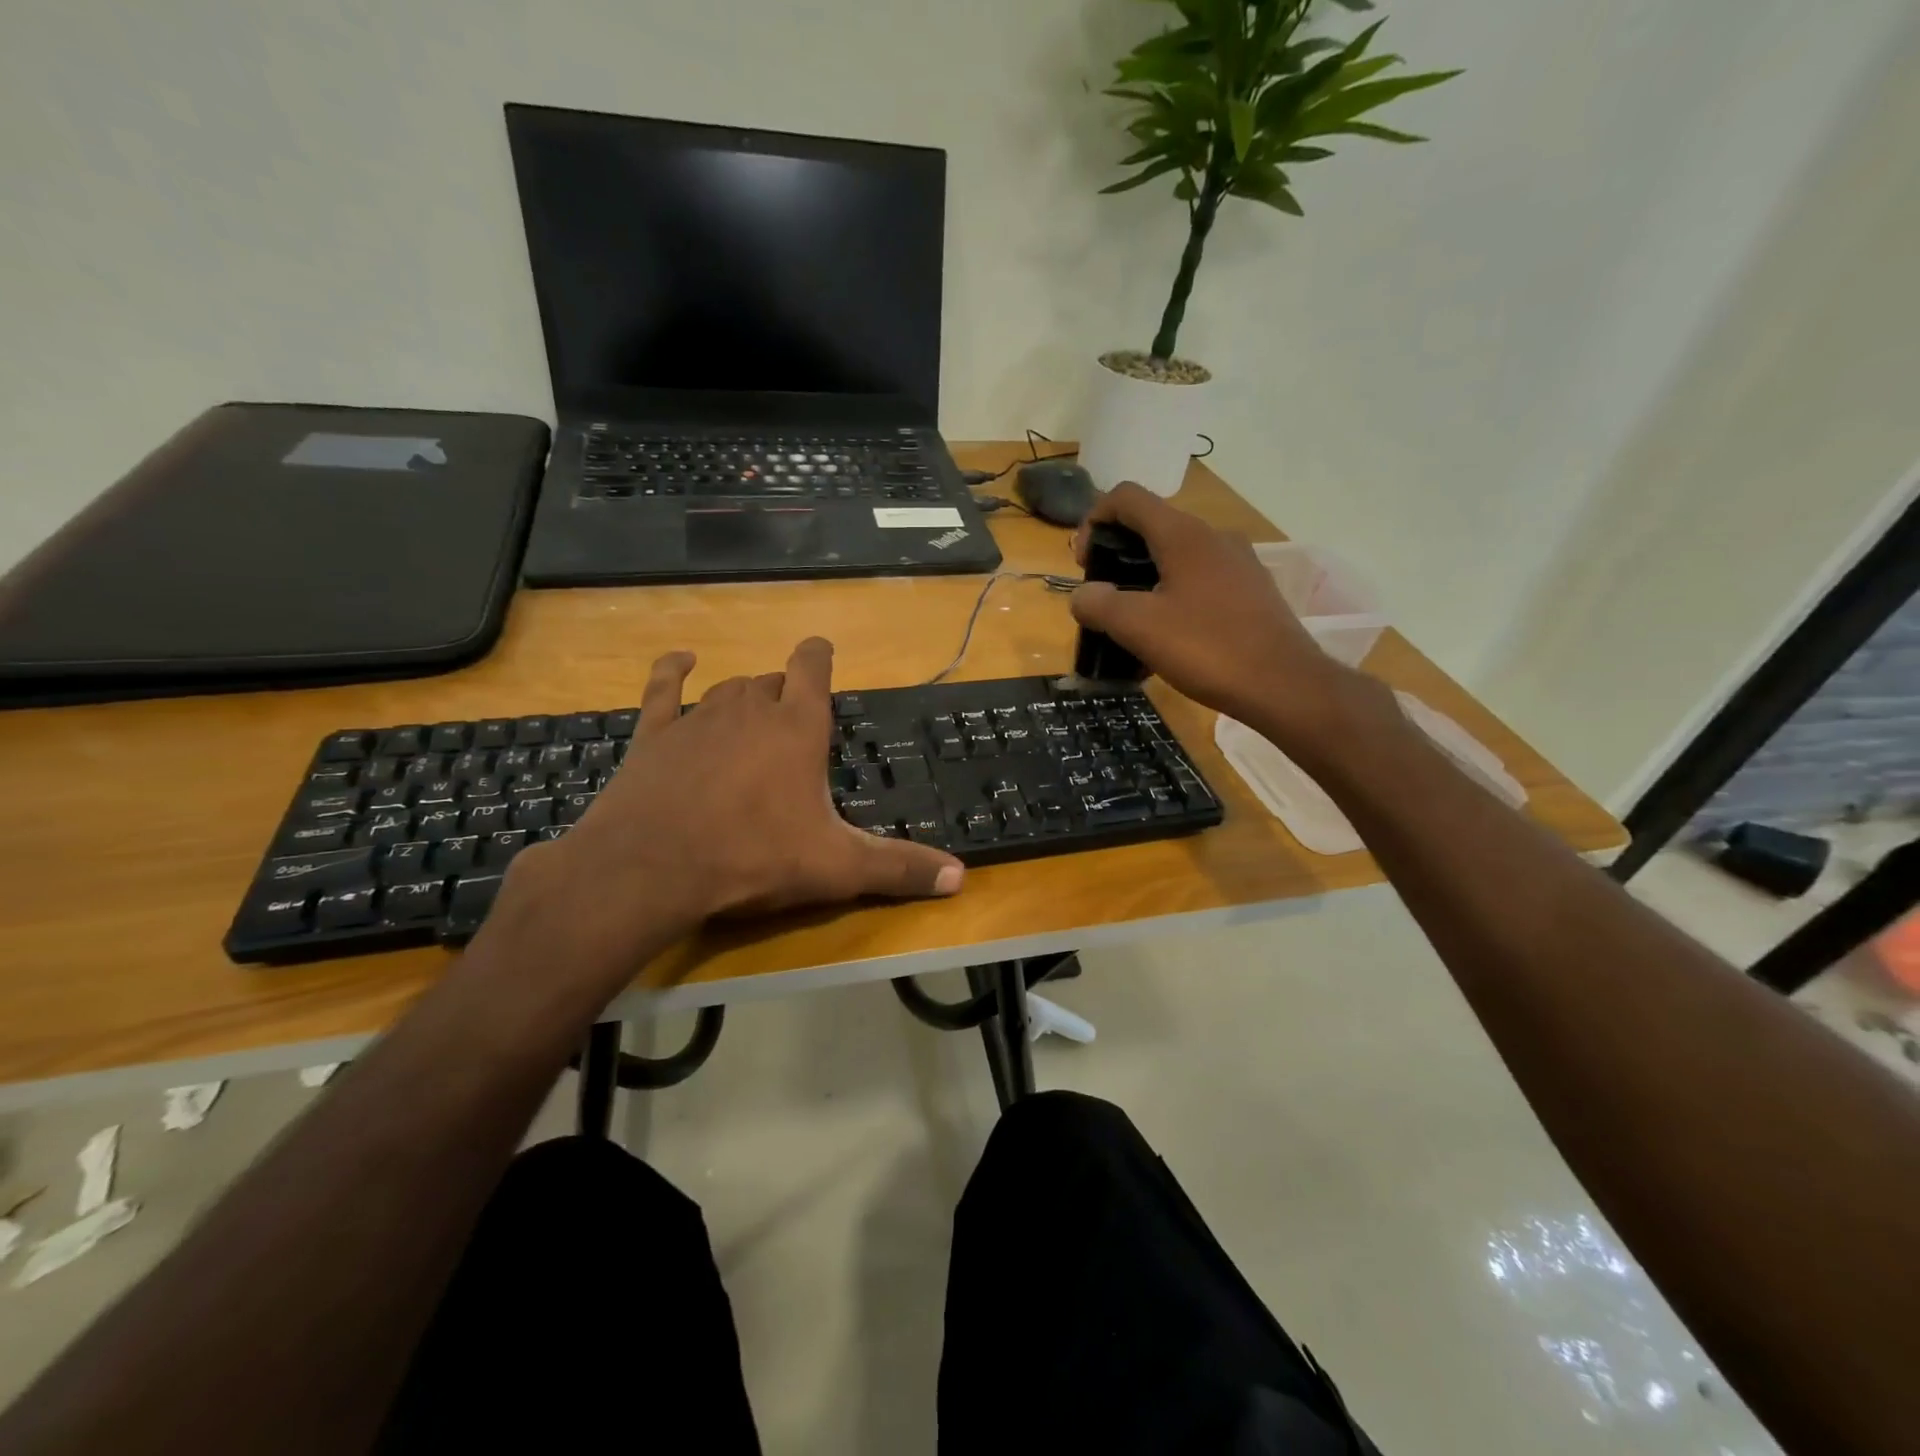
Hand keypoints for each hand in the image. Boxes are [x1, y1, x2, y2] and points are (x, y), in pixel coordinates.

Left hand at [490, 638, 963, 978]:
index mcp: (797, 729)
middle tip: (793, 724)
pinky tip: (680, 660)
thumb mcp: (836, 868)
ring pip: (728, 688)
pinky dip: (672, 672)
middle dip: (785, 694)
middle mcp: (750, 710)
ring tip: (752, 713)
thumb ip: (899, 868)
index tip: (823, 651)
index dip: (819, 656)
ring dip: (743, 696)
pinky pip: (663, 689)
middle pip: (772, 682)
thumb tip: (961, 878)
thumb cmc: (753, 858)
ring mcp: (698, 718)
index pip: (813, 669)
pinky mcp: (653, 735)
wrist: (651, 868)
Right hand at [1069, 483, 1368, 752]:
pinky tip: (1167, 642)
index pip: (1127, 497)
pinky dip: (1172, 600)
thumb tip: (1083, 595)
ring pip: (1176, 558)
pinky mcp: (1251, 592)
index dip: (1094, 519)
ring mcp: (1238, 563)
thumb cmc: (1207, 648)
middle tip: (1103, 600)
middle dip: (1116, 558)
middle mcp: (1213, 537)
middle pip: (1151, 527)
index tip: (1084, 563)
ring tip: (1131, 627)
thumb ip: (1099, 604)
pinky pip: (1199, 583)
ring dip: (1143, 583)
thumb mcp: (1138, 627)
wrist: (1284, 686)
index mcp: (1183, 534)